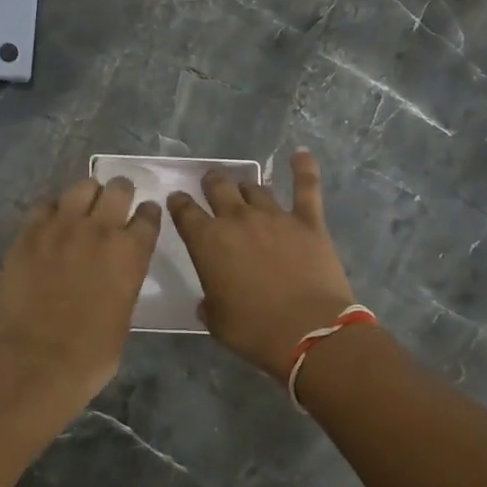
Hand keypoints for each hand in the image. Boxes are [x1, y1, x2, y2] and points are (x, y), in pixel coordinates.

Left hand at [0, 177, 161, 407]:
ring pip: (82, 187)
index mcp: (131, 254)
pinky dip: (53, 210)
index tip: (144, 216)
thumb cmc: (88, 356)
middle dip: (120, 194)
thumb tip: (114, 275)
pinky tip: (51, 223)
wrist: (33, 362)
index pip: (148, 217)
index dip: (147, 215)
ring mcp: (61, 227)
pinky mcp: (28, 233)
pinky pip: (45, 205)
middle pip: (118, 190)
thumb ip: (123, 284)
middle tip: (115, 204)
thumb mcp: (123, 318)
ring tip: (83, 208)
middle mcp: (100, 230)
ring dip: (88, 195)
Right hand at [167, 150, 356, 382]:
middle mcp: (237, 220)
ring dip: (246, 186)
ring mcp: (274, 216)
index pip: (185, 212)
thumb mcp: (217, 321)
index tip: (178, 200)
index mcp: (207, 242)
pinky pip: (306, 187)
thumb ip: (210, 302)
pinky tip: (301, 153)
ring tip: (245, 187)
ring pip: (255, 188)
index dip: (179, 204)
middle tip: (211, 183)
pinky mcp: (308, 221)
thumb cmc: (254, 331)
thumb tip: (210, 301)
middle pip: (218, 187)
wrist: (309, 333)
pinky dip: (304, 168)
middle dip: (212, 182)